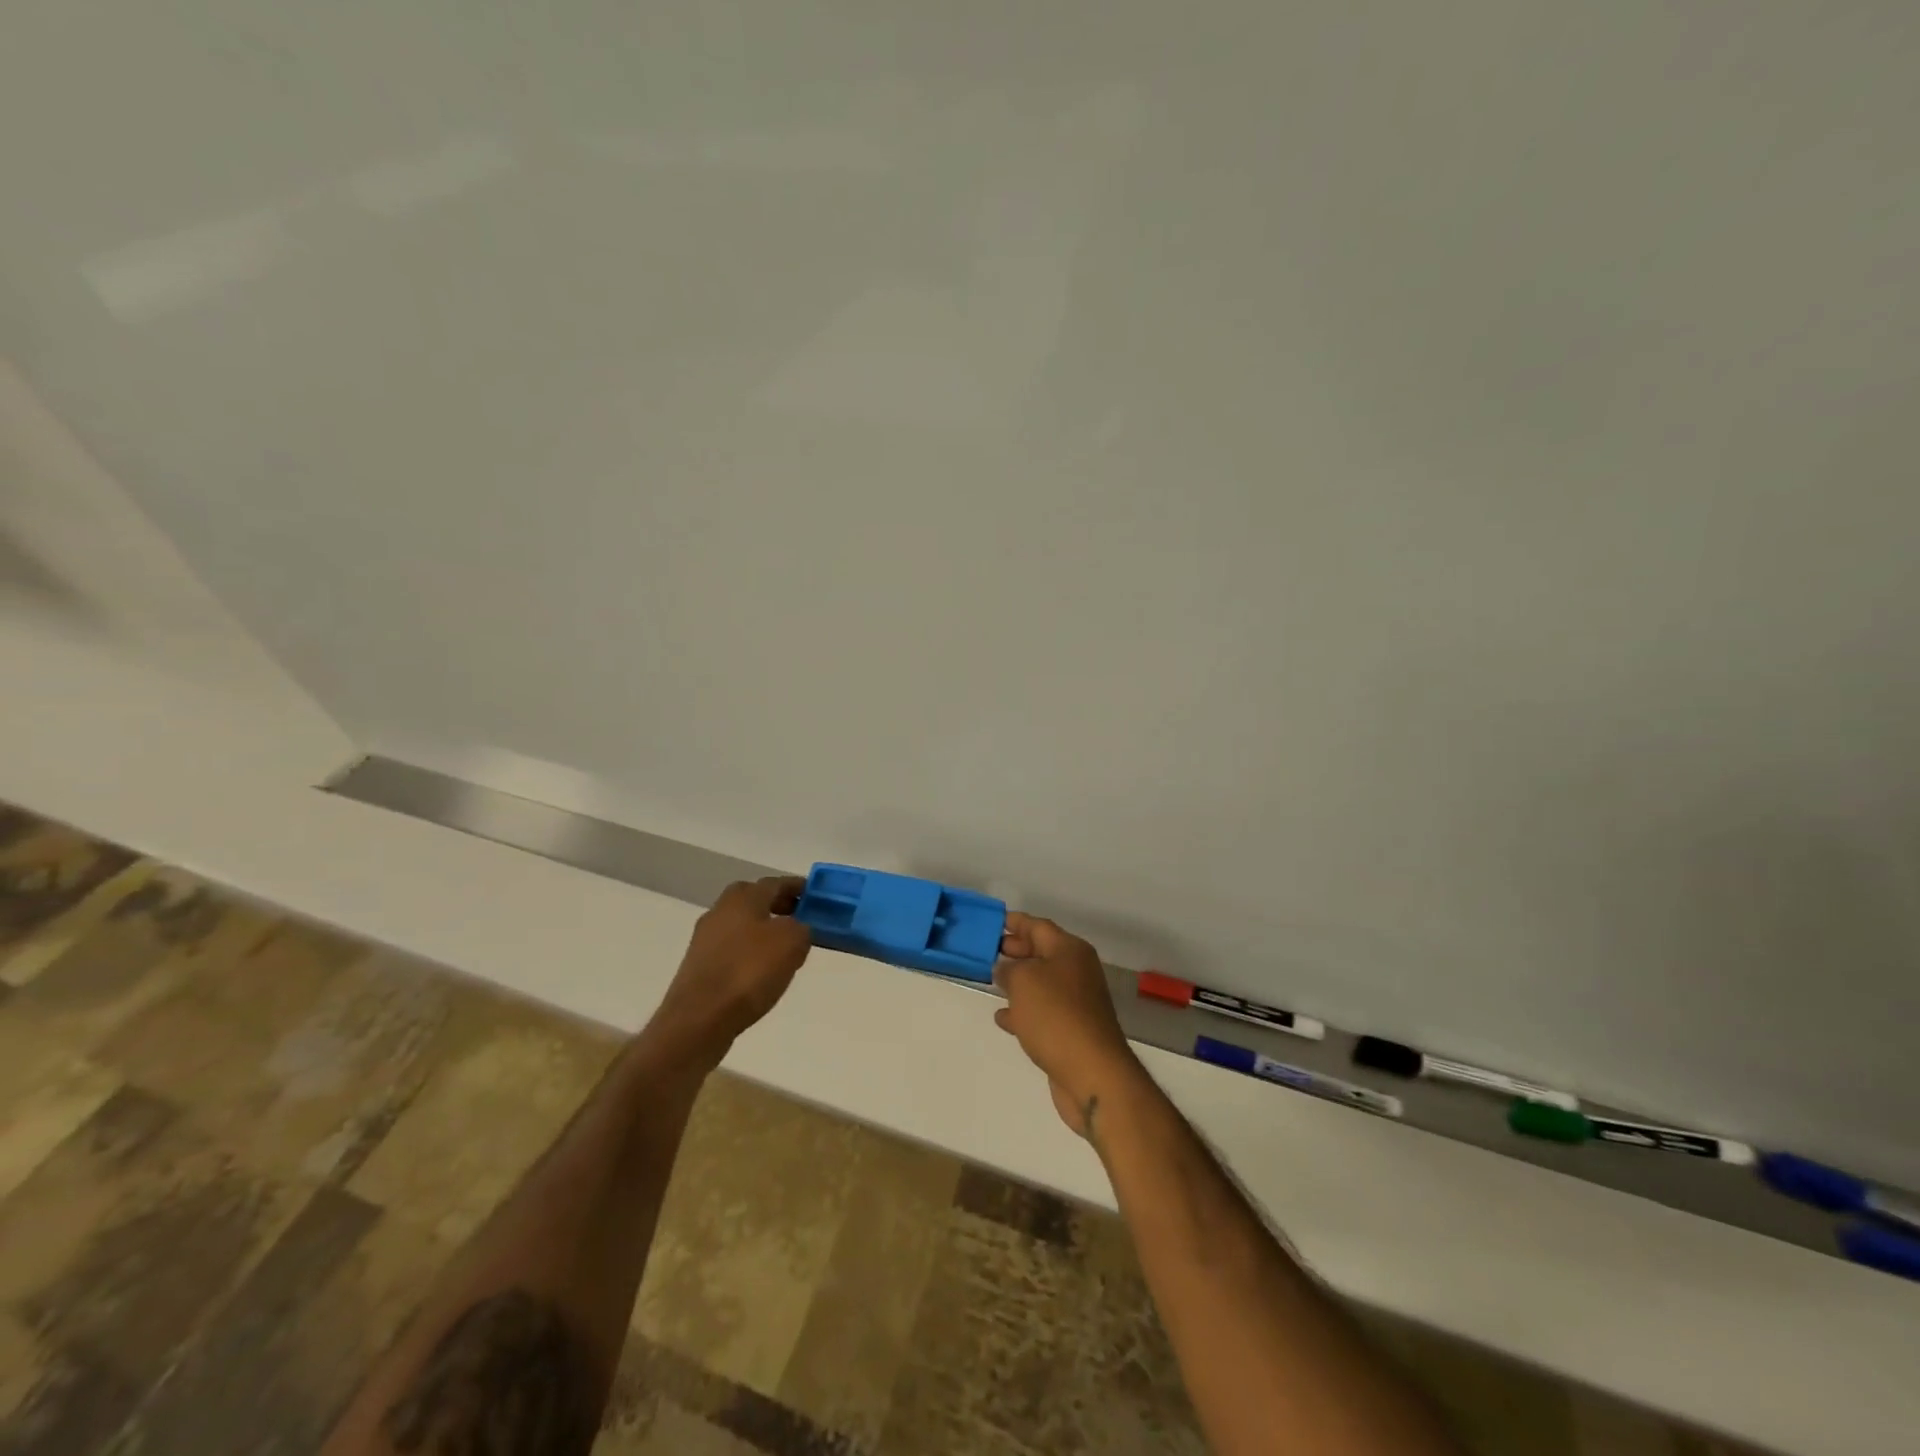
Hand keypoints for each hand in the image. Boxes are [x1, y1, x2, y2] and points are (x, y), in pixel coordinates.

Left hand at [653, 877, 811, 1058]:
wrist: (699, 1019)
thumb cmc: (749, 971)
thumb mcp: (792, 942)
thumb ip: (802, 927)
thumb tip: (797, 928)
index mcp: (742, 896)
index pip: (777, 883)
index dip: (799, 888)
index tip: (817, 896)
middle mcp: (720, 910)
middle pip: (757, 902)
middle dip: (781, 908)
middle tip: (805, 920)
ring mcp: (706, 939)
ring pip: (744, 927)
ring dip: (766, 932)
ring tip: (789, 950)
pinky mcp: (700, 967)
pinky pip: (734, 951)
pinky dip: (751, 955)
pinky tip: (764, 973)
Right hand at [994, 913, 1142, 1138]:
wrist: (1091, 1072)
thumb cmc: (1055, 1015)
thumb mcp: (1023, 981)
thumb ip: (1009, 969)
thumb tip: (1006, 969)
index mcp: (1070, 950)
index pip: (1038, 926)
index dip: (1015, 922)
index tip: (993, 922)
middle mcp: (1077, 971)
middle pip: (1042, 952)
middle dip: (1016, 950)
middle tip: (989, 950)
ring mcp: (1076, 1003)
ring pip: (1041, 983)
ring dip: (1017, 981)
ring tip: (991, 980)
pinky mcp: (1072, 1030)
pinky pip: (1042, 1012)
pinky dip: (1023, 1011)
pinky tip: (1003, 1017)